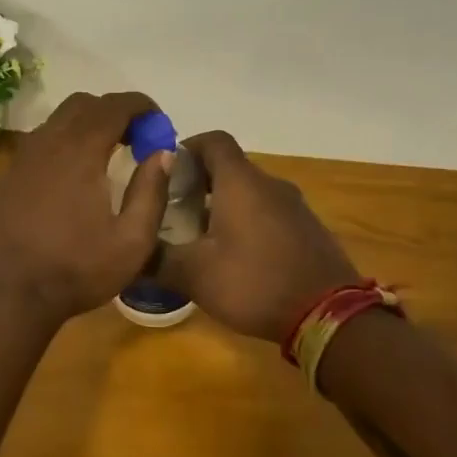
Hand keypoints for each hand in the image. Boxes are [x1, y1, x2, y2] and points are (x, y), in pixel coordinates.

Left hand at [0, 92, 173, 323]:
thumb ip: (151, 191)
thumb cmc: (75, 270)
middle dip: (113, 112)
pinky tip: (71, 180)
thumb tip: (163, 153)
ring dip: (85, 127)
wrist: (5, 295)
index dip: (141, 105)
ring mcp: (20, 160)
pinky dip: (62, 146)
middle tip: (134, 139)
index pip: (114, 106)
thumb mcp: (131, 242)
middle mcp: (46, 143)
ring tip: (106, 157)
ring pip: (56, 122)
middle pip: (82, 105)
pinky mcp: (5, 178)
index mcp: (79, 151)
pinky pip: (39, 145)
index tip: (158, 122)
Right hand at [157, 132, 358, 341]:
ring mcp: (294, 207)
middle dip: (199, 182)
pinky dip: (248, 222)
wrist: (328, 315)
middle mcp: (269, 185)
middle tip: (173, 210)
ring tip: (200, 236)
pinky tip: (236, 256)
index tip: (165, 172)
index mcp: (240, 182)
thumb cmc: (255, 282)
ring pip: (250, 192)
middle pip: (230, 167)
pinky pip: (269, 213)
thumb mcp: (194, 275)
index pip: (213, 141)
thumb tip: (127, 256)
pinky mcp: (308, 229)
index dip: (187, 148)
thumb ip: (156, 260)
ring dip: (223, 205)